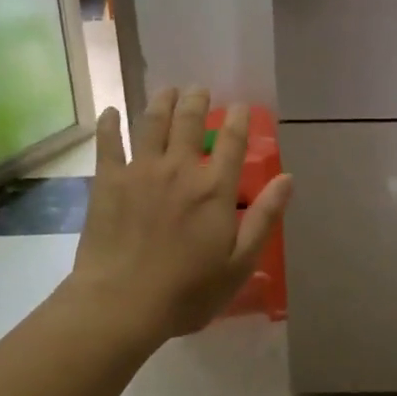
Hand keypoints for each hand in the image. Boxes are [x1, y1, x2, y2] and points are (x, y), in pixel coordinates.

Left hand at [62, 87, 292, 342]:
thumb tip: (288, 178)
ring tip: (167, 90)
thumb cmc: (187, 292)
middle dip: (197, 100)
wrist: (122, 305)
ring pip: (152, 122)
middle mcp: (180, 168)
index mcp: (214, 188)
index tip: (240, 106)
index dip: (238, 118)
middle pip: (190, 121)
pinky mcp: (109, 180)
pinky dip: (109, 123)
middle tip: (199, 91)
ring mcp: (141, 170)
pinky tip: (109, 111)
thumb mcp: (239, 263)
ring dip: (162, 101)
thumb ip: (264, 217)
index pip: (232, 140)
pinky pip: (108, 143)